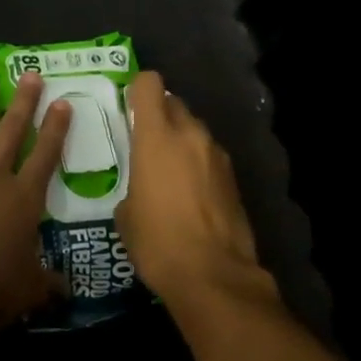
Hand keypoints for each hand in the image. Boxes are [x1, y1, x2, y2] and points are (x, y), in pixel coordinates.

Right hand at [115, 71, 262, 306]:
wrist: (213, 276)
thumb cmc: (157, 242)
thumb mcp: (126, 213)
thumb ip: (132, 183)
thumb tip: (142, 186)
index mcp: (157, 137)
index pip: (149, 84)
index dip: (137, 89)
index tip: (128, 106)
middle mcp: (190, 135)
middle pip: (174, 103)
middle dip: (160, 114)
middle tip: (146, 141)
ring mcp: (217, 155)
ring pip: (195, 130)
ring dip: (182, 140)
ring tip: (170, 172)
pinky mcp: (234, 178)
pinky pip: (210, 156)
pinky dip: (199, 164)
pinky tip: (191, 195)